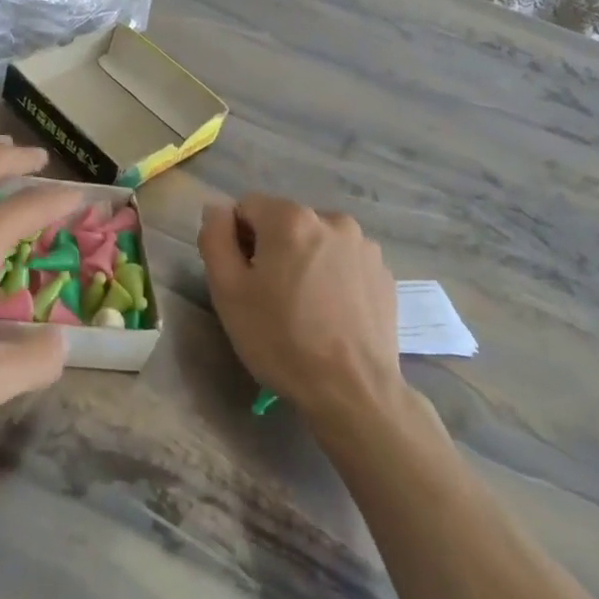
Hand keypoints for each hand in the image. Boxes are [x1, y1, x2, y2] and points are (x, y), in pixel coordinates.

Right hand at [198, 195, 410, 429]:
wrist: (352, 391)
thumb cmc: (280, 339)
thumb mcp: (228, 291)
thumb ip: (215, 238)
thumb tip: (216, 209)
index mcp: (291, 218)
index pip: (247, 207)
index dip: (236, 239)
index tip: (241, 277)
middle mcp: (332, 220)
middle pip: (284, 222)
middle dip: (270, 248)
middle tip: (267, 296)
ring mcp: (364, 247)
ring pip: (316, 242)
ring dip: (303, 261)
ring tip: (302, 307)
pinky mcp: (384, 274)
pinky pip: (343, 263)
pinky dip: (331, 277)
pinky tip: (329, 315)